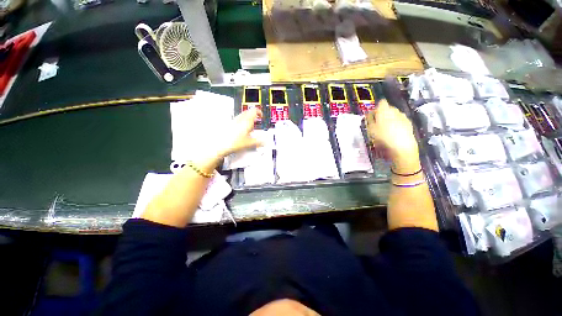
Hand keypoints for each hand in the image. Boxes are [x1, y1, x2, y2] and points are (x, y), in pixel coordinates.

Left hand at [196, 108, 263, 168]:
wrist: (220, 145)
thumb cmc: (234, 143)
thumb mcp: (249, 143)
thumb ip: (258, 142)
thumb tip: (265, 142)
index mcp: (246, 121)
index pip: (254, 111)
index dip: (259, 112)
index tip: (261, 115)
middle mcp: (240, 119)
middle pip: (248, 112)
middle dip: (253, 114)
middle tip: (257, 118)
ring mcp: (234, 121)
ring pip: (242, 115)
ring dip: (247, 117)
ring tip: (250, 124)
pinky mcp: (229, 125)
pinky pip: (237, 120)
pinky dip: (242, 121)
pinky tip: (242, 129)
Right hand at [365, 100, 418, 160]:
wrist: (402, 145)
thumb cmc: (382, 136)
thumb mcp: (370, 129)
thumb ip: (369, 120)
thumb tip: (368, 115)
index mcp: (384, 109)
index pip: (381, 102)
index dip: (376, 108)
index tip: (372, 115)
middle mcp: (395, 110)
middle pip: (388, 108)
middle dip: (383, 114)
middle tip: (377, 123)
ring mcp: (403, 116)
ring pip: (394, 115)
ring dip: (390, 119)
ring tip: (385, 129)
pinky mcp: (409, 123)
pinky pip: (400, 121)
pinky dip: (396, 125)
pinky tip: (393, 133)